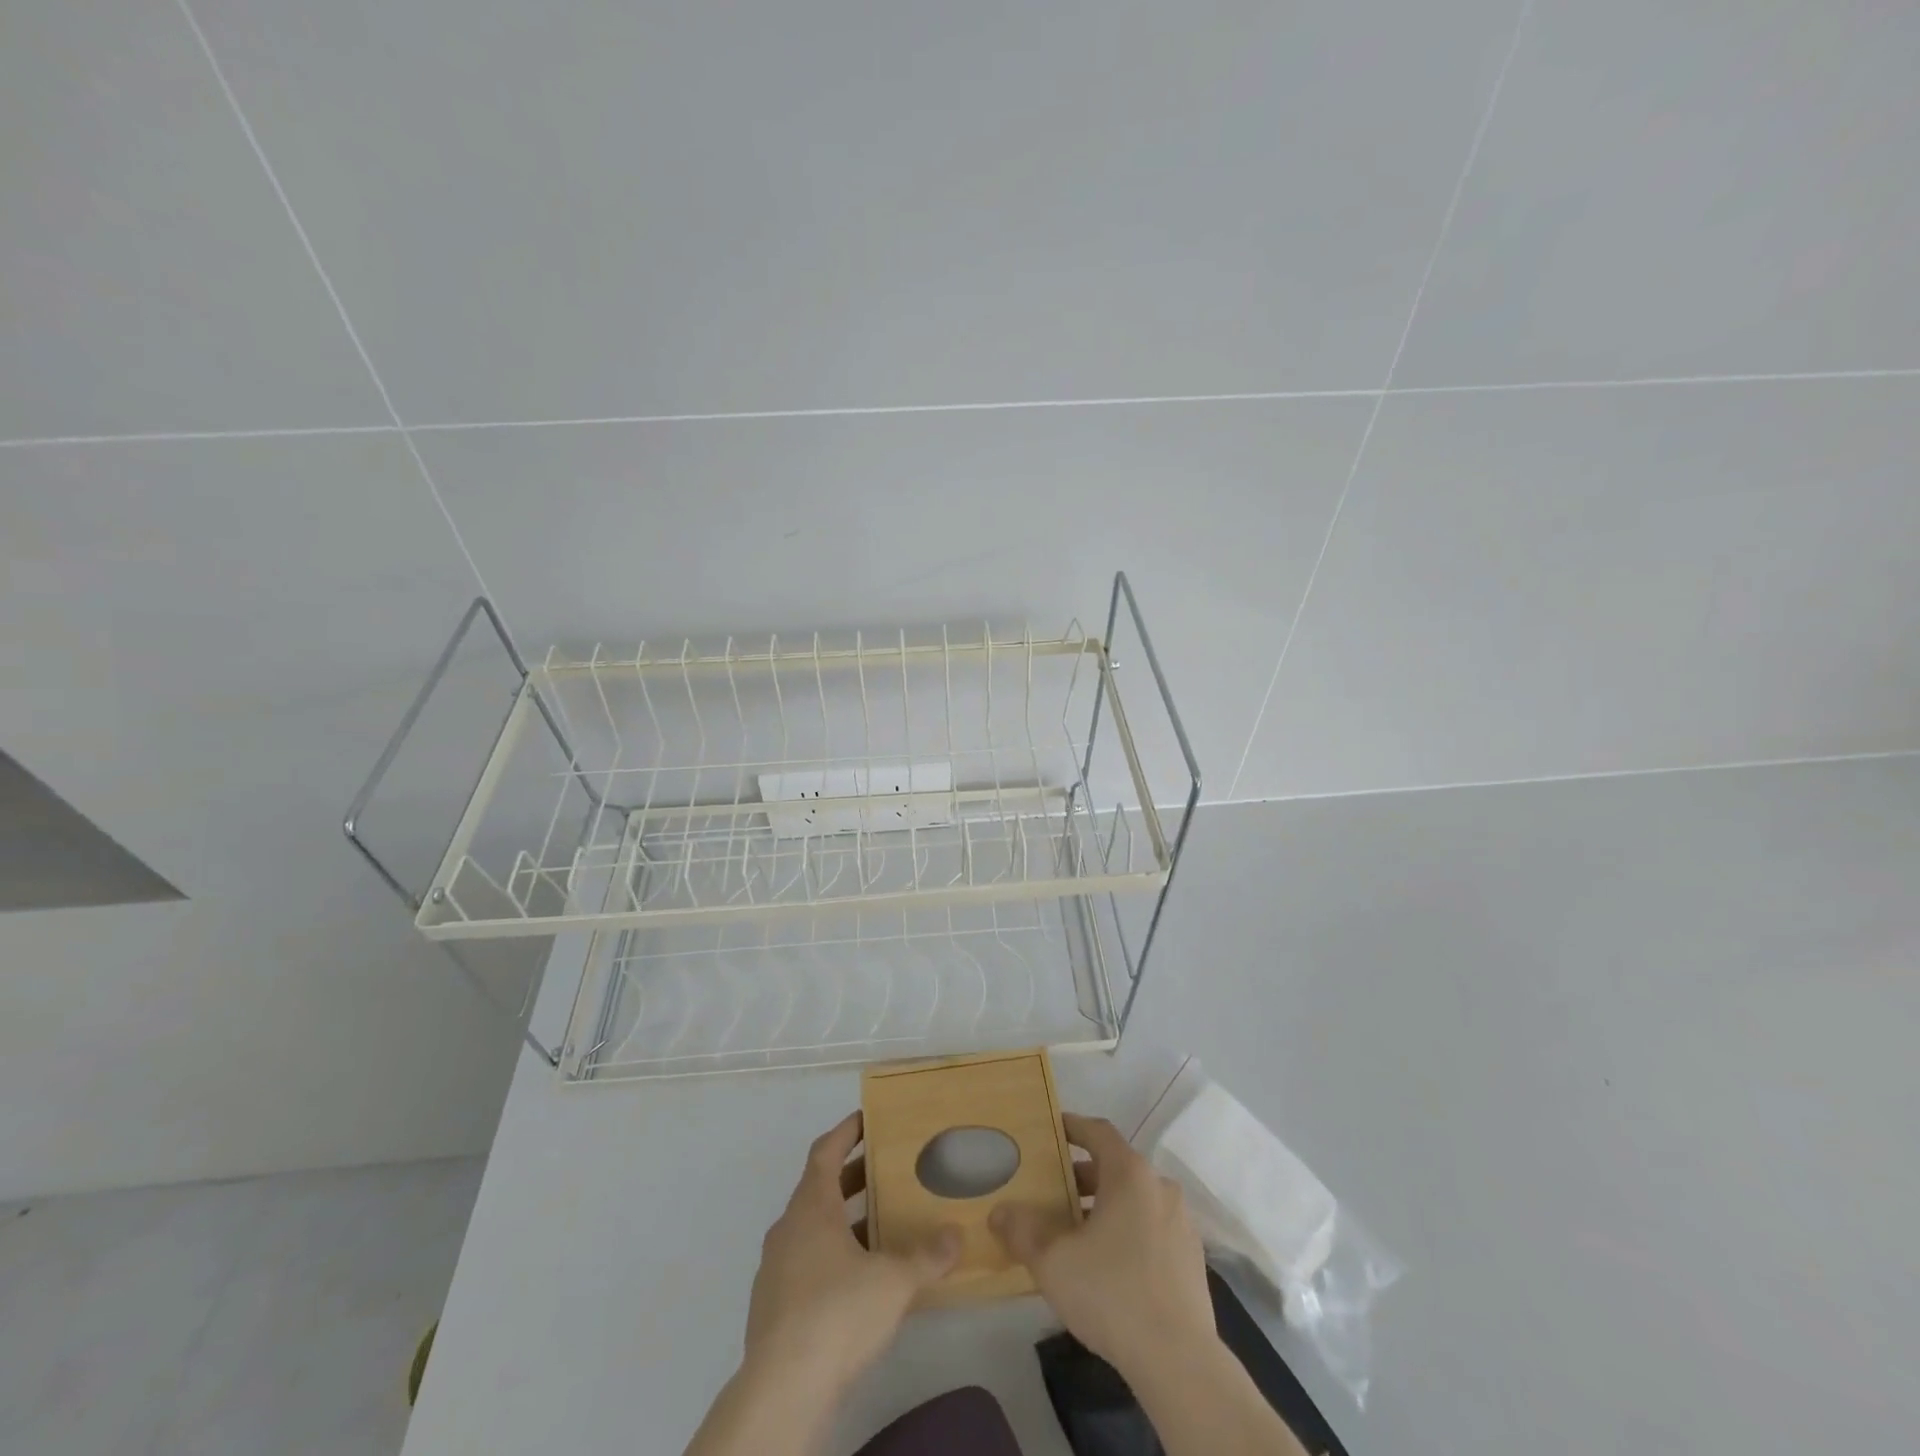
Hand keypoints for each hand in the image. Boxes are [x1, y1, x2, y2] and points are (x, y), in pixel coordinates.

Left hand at [743, 1111, 961, 1393]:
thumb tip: (956, 1235)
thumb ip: (926, 1256)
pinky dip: (830, 1255)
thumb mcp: (893, 1281)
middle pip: (819, 1187)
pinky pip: (804, 1262)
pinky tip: (857, 1279)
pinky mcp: (772, 1306)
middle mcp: (788, 1227)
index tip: (867, 1118)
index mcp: (812, 1206)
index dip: (846, 1131)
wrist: (783, 1389)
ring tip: (880, 1225)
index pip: (825, 1151)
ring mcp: (775, 1267)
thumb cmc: (837, 1313)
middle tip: (886, 1170)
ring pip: (811, 1227)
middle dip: (852, 1177)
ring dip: (842, 1219)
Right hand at [990, 1113, 1215, 1380]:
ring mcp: (1181, 1222)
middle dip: (1082, 1177)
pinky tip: (1107, 1266)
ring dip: (1104, 1208)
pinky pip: (1151, 1228)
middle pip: (1115, 1167)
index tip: (1051, 1129)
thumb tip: (998, 1213)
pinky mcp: (1192, 1258)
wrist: (1180, 1361)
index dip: (1072, 1126)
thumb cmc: (1111, 1293)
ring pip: (1134, 1200)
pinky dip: (1128, 1232)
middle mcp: (1160, 1186)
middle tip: (1051, 1193)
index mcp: (1130, 1173)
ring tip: (1074, 1234)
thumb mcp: (1052, 1262)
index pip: (1098, 1131)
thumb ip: (1021, 1231)